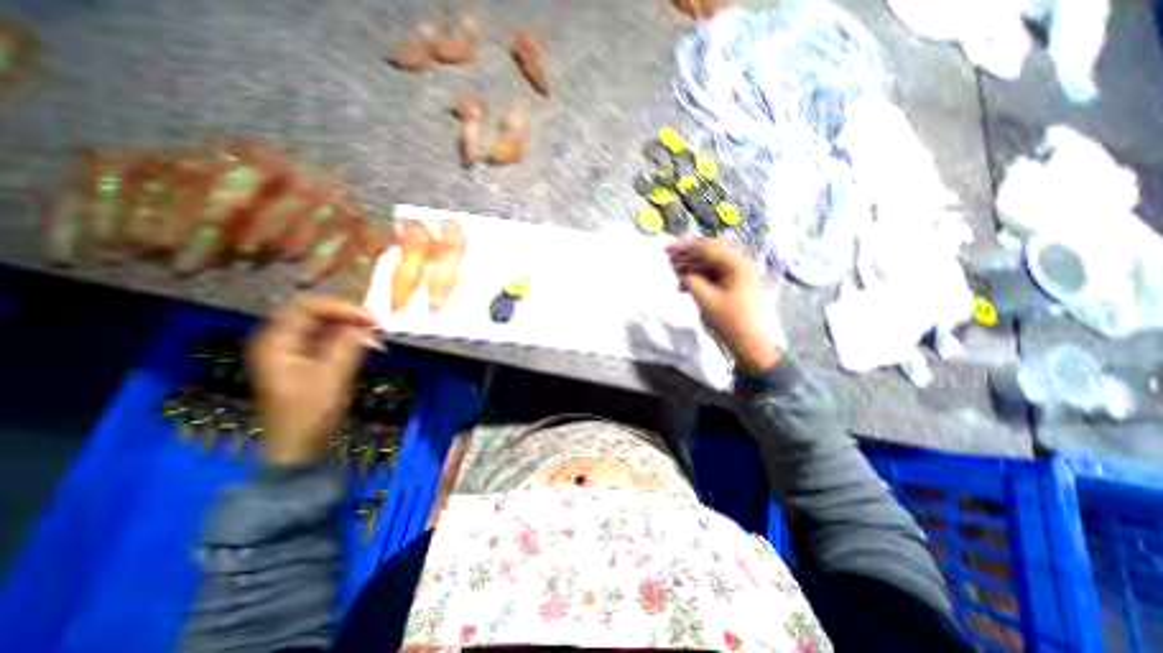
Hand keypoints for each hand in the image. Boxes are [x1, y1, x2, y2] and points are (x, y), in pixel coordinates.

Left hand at [247, 293, 377, 466]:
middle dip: (347, 315)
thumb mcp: (331, 378)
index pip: (306, 307)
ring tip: (374, 334)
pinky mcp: (309, 359)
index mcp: (275, 343)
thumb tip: (363, 324)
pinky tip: (366, 344)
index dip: (340, 308)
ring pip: (325, 324)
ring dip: (351, 326)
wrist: (300, 447)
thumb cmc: (310, 415)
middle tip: (375, 324)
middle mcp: (281, 341)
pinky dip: (349, 337)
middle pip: (315, 313)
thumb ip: (347, 346)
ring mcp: (294, 350)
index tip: (370, 319)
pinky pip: (330, 338)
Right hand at [664, 237, 778, 371]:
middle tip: (669, 258)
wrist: (747, 342)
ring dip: (691, 266)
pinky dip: (697, 276)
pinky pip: (711, 273)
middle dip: (688, 254)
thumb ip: (691, 281)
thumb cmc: (729, 321)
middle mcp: (739, 264)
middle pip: (709, 252)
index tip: (667, 250)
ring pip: (709, 262)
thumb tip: (681, 270)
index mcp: (737, 265)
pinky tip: (684, 285)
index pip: (708, 248)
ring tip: (674, 272)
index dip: (686, 247)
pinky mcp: (731, 283)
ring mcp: (736, 273)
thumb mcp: (706, 301)